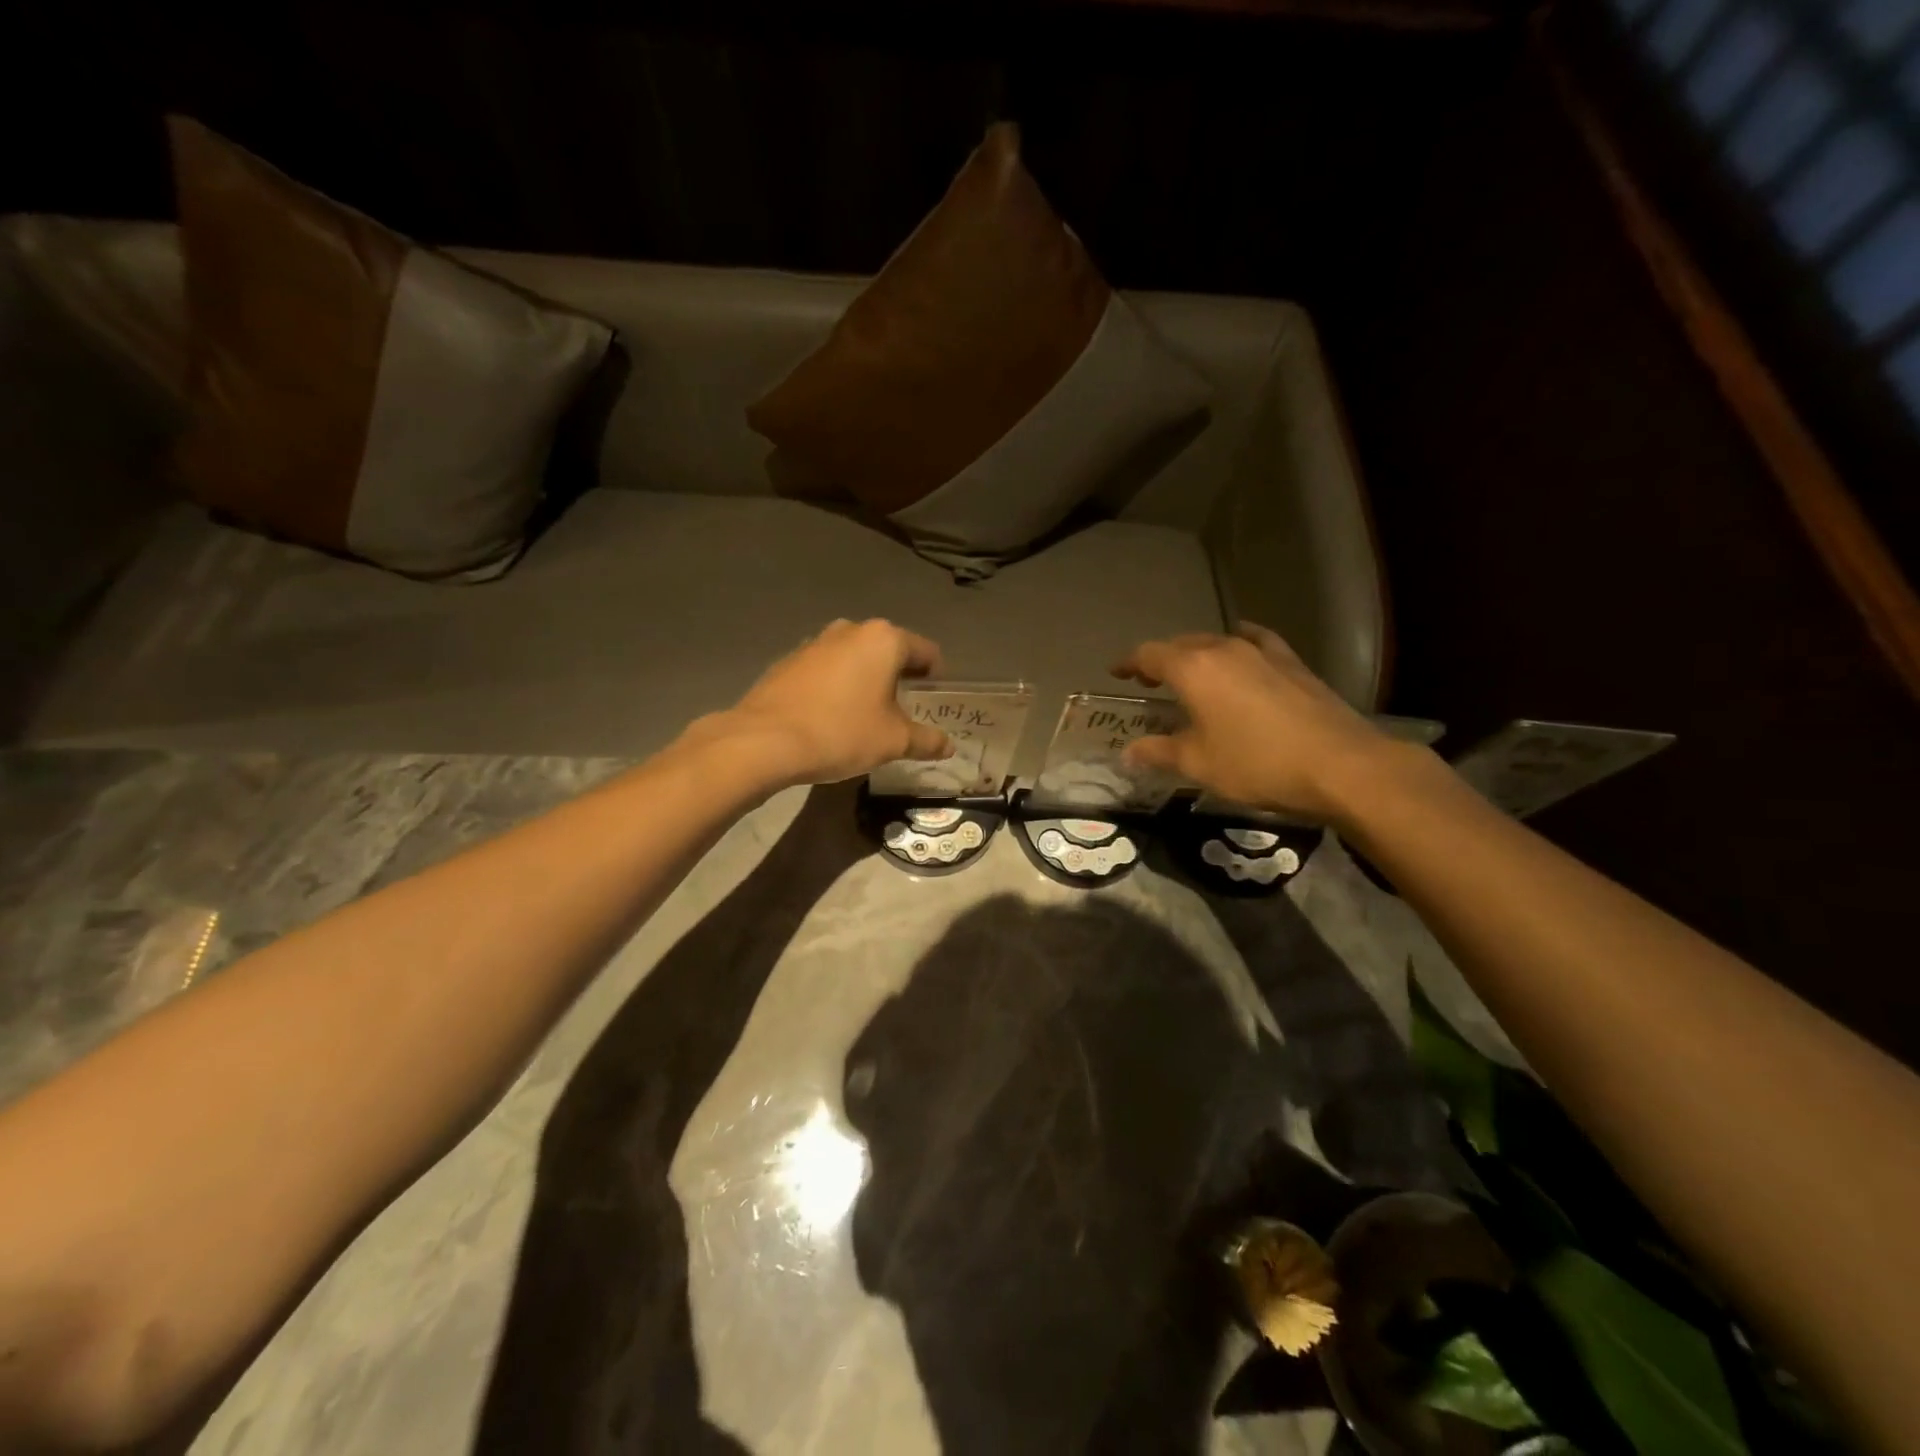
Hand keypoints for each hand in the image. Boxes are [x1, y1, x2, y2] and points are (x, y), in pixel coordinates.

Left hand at [700, 618, 953, 786]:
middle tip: (903, 710)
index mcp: (883, 640)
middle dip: (899, 676)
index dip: (935, 676)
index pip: (926, 651)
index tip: (933, 701)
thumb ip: (927, 740)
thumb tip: (948, 746)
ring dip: (865, 679)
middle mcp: (850, 630)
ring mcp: (814, 643)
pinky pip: (825, 670)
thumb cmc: (841, 733)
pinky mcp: (788, 661)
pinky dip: (835, 686)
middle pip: (888, 650)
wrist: (764, 741)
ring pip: (854, 658)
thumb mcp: (893, 742)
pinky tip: (830, 716)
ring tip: (865, 714)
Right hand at [1111, 622, 1399, 823]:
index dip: (1128, 663)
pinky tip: (1242, 650)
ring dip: (1196, 655)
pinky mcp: (1292, 662)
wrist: (1340, 764)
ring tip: (1190, 674)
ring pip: (1216, 643)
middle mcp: (1223, 650)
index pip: (1148, 654)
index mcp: (1193, 669)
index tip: (1116, 673)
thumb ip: (1158, 752)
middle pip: (1181, 644)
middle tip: (1148, 680)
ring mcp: (1262, 652)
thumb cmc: (1257, 764)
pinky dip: (1238, 645)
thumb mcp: (1198, 764)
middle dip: (1160, 659)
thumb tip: (1128, 753)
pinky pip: (1256, 642)